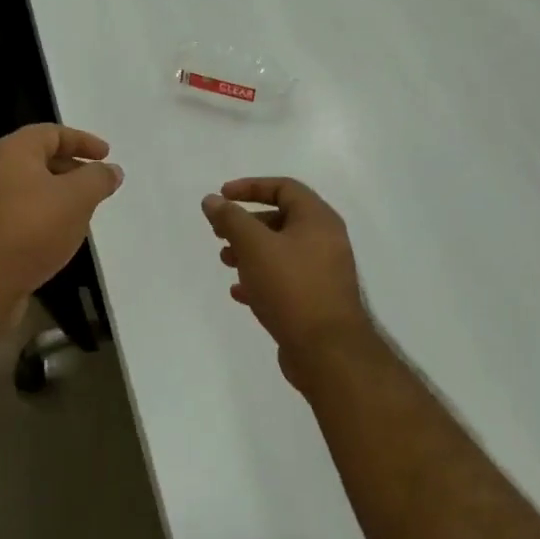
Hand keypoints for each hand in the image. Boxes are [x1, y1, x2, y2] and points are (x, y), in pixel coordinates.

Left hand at [0, 125, 123, 304]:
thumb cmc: (31, 227)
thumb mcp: (77, 197)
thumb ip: (98, 179)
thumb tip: (112, 170)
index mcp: (13, 151)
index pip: (52, 133)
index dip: (82, 140)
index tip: (107, 156)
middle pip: (41, 159)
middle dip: (73, 168)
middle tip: (99, 184)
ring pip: (34, 190)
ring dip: (61, 196)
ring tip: (87, 211)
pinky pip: (25, 214)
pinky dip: (48, 217)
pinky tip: (64, 236)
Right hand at [202, 178, 372, 365]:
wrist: (327, 351)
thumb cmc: (291, 287)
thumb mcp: (254, 246)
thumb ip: (231, 219)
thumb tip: (212, 200)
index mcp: (318, 220)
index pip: (284, 188)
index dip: (251, 187)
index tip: (222, 197)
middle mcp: (325, 241)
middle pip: (281, 220)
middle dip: (246, 224)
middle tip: (219, 233)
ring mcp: (323, 272)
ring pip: (280, 251)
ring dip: (250, 252)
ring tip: (226, 262)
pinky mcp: (316, 300)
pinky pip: (285, 279)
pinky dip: (261, 279)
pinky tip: (239, 293)